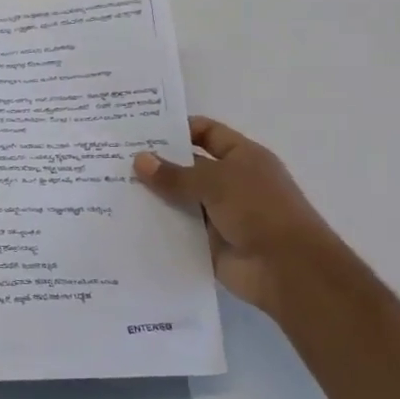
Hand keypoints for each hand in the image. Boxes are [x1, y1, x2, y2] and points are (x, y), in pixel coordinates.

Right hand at [133, 116, 347, 315]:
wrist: (287, 269)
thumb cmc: (260, 210)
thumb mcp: (216, 182)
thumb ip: (175, 174)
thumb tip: (139, 159)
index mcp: (242, 157)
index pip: (206, 133)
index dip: (178, 129)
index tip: (140, 130)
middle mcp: (231, 182)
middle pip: (188, 167)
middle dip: (157, 163)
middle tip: (114, 158)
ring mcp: (220, 214)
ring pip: (180, 199)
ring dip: (153, 196)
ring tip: (112, 187)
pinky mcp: (208, 243)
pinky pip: (178, 229)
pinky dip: (158, 225)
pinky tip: (126, 220)